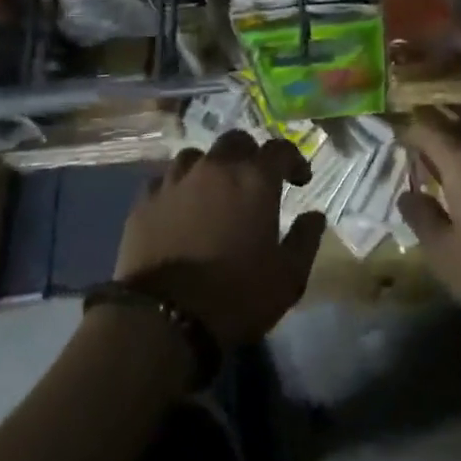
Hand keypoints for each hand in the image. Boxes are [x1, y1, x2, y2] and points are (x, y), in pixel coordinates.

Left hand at [115, 130, 325, 346]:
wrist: (164, 319)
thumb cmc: (236, 296)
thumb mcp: (288, 276)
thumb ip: (306, 239)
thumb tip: (315, 215)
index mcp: (255, 180)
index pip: (280, 149)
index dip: (294, 159)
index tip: (299, 180)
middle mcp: (215, 168)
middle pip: (236, 141)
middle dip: (250, 155)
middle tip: (255, 181)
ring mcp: (176, 180)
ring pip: (196, 156)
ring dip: (210, 167)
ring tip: (213, 191)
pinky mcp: (145, 201)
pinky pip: (164, 180)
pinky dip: (176, 188)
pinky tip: (178, 208)